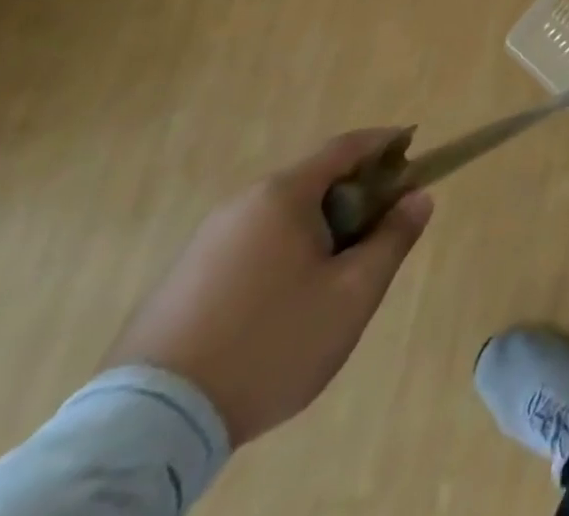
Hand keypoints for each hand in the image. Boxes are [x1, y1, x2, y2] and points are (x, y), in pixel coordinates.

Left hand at [104, 128, 433, 445]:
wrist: (150, 426)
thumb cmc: (270, 343)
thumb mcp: (352, 295)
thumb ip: (392, 239)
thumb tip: (418, 197)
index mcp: (283, 195)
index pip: (346, 147)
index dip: (385, 142)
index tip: (413, 148)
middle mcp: (242, 204)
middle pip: (313, 180)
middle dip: (355, 192)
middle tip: (382, 227)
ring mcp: (204, 242)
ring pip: (281, 216)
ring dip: (320, 226)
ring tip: (338, 271)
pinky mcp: (180, 280)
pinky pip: (250, 246)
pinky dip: (283, 252)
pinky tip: (287, 301)